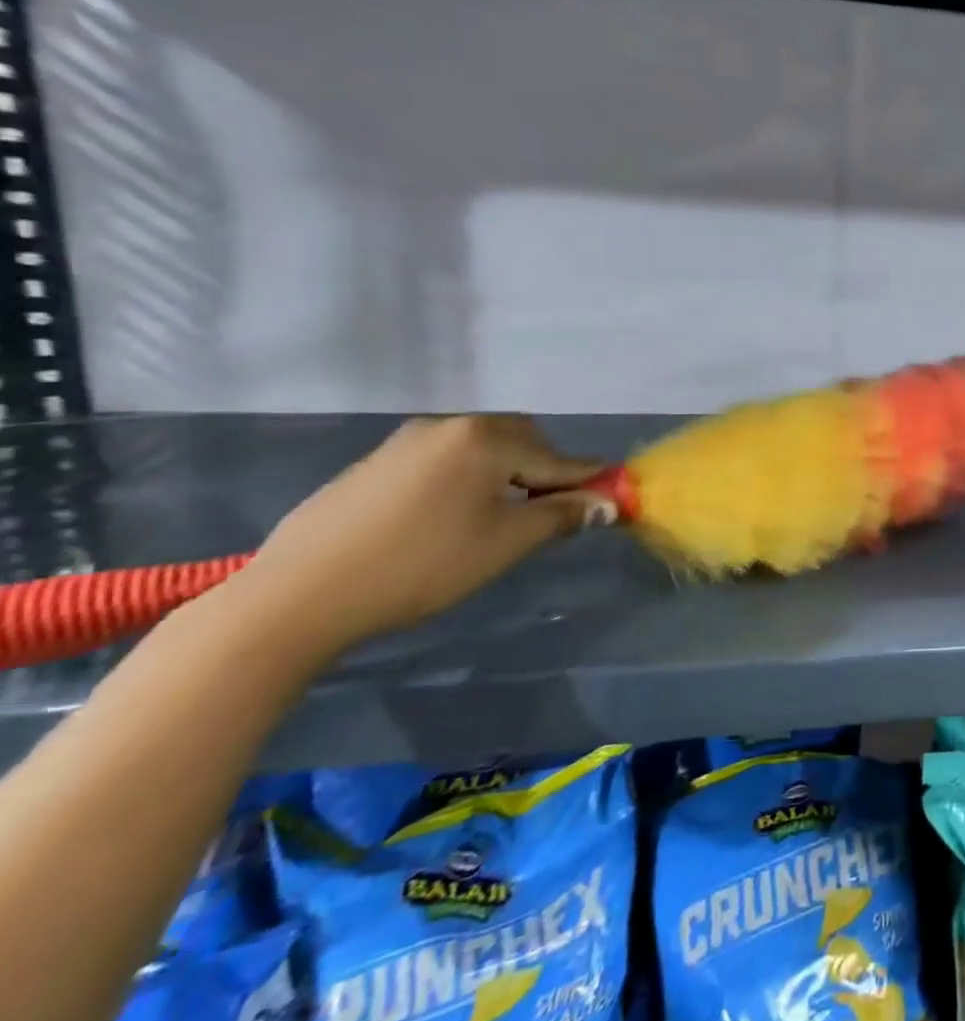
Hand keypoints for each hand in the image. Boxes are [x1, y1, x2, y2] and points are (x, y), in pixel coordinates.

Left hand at [241, 415, 616, 653]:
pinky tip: (448, 519)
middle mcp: (450, 426)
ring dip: (503, 474)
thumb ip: (560, 516)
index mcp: (486, 438)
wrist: (298, 595)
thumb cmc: (421, 565)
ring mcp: (406, 441)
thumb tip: (606, 504)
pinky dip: (464, 480)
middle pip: (520, 440)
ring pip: (479, 449)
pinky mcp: (374, 463)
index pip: (557, 458)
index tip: (610, 501)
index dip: (587, 482)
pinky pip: (442, 461)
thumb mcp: (504, 543)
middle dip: (543, 471)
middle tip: (546, 514)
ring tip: (498, 519)